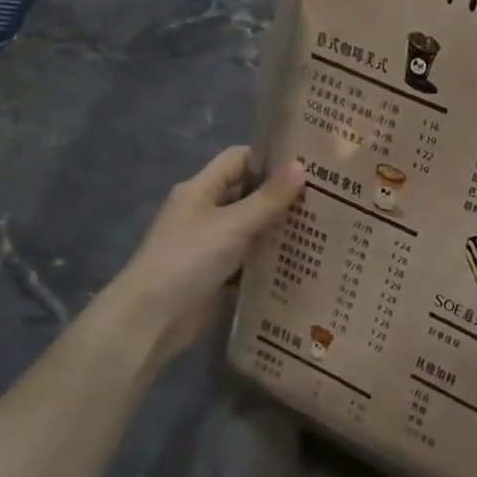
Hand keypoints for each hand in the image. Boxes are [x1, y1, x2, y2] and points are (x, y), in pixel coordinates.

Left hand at [108, 146, 304, 359]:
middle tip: (324, 198)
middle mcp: (202, 212)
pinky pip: (247, 258)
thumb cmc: (189, 259)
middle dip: (280, 195)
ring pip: (249, 227)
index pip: (238, 159)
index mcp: (199, 190)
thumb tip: (301, 166)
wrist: (153, 317)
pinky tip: (299, 260)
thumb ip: (269, 198)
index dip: (269, 158)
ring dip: (277, 228)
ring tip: (320, 227)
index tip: (307, 165)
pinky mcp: (215, 273)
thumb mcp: (233, 224)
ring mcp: (208, 244)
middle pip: (246, 193)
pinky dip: (268, 258)